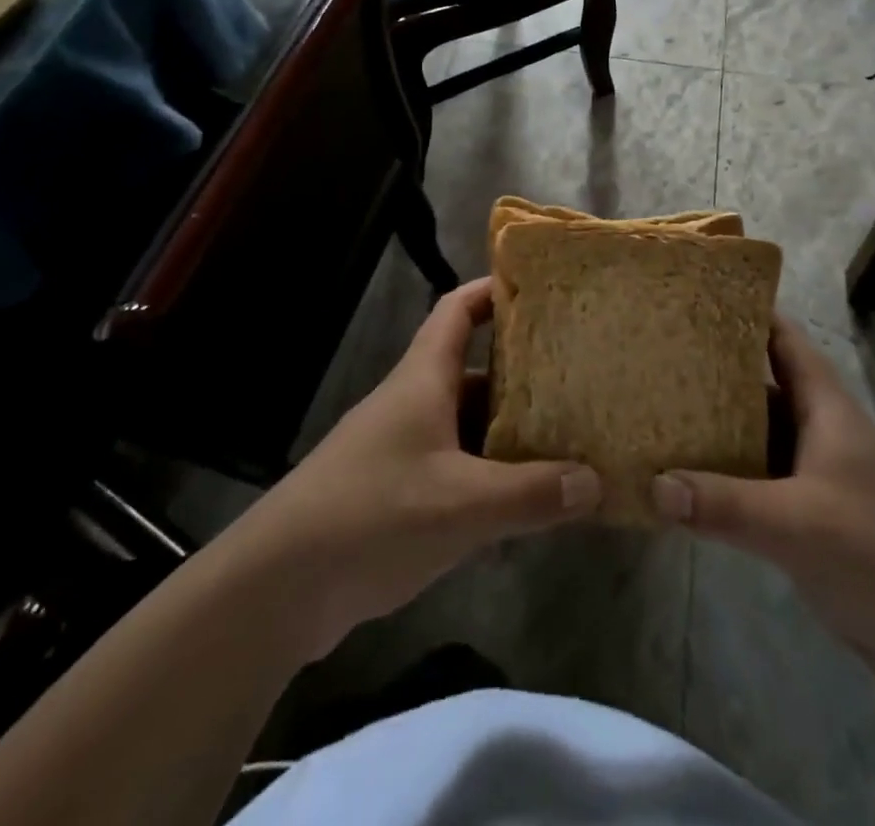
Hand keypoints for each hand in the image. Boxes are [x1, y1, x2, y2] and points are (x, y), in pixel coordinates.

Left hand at [234, 278, 601, 660]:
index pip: (457, 310)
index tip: (539, 287)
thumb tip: (596, 480)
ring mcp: (403, 449)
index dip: (493, 289)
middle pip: (472, 369)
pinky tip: (525, 496)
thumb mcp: (462, 505)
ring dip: (508, 427)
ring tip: (566, 433)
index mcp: (423, 379)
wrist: (278, 585)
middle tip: (576, 372)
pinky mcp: (397, 492)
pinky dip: (490, 473)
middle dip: (520, 368)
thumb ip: (531, 493)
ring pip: (467, 423)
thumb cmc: (372, 515)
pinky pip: (456, 467)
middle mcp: (413, 403)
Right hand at [651, 316, 874, 692]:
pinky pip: (753, 484)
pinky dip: (720, 479)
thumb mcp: (800, 522)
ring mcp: (810, 477)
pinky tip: (680, 483)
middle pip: (756, 385)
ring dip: (711, 427)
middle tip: (651, 355)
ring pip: (752, 437)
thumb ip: (725, 504)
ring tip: (652, 411)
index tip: (690, 296)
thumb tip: (652, 484)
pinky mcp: (805, 520)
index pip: (780, 338)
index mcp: (823, 406)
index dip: (742, 312)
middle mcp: (814, 431)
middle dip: (710, 370)